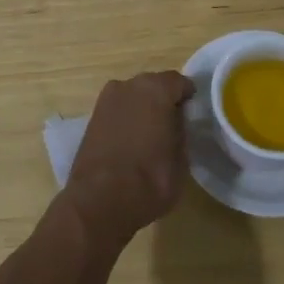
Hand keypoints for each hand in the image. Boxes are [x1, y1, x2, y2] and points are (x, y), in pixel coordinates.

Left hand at [58, 71, 195, 247]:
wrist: (100, 200)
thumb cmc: (150, 179)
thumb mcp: (181, 159)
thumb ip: (181, 131)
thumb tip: (176, 122)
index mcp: (156, 89)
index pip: (179, 82)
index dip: (188, 97)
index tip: (192, 113)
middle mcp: (129, 85)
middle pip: (153, 85)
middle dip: (163, 100)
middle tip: (173, 123)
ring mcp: (106, 100)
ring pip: (133, 96)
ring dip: (142, 108)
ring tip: (151, 134)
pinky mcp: (91, 118)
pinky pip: (117, 110)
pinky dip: (125, 119)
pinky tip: (131, 140)